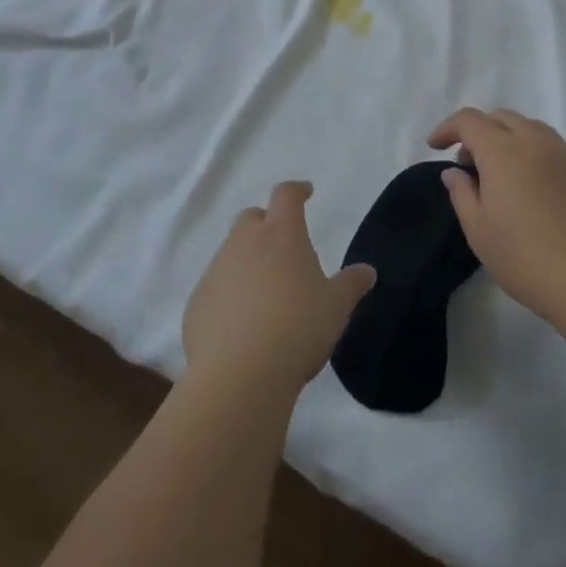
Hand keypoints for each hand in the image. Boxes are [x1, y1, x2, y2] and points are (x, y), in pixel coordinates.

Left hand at [182, 181, 375, 401]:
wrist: (238, 375)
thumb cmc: (297, 329)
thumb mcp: (336, 308)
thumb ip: (351, 284)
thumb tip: (367, 271)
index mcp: (281, 234)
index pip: (286, 195)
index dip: (297, 190)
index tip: (306, 193)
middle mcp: (244, 243)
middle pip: (252, 218)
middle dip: (266, 224)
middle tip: (283, 247)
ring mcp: (216, 270)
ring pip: (231, 251)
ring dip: (247, 260)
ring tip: (265, 290)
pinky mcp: (197, 301)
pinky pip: (215, 286)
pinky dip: (228, 292)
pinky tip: (241, 322)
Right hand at [429, 109, 565, 325]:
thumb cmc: (525, 258)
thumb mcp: (479, 231)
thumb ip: (462, 193)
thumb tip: (455, 172)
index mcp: (504, 151)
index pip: (469, 120)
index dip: (448, 128)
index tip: (435, 146)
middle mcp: (536, 142)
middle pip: (502, 117)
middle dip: (479, 132)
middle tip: (469, 164)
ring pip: (531, 129)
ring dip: (509, 140)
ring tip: (502, 176)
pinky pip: (554, 151)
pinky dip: (535, 157)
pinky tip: (535, 193)